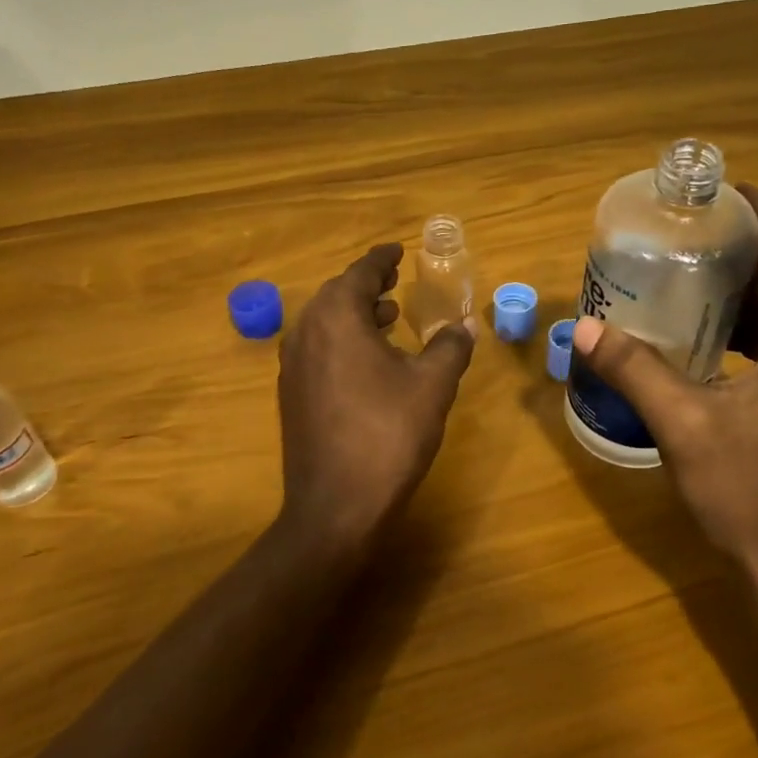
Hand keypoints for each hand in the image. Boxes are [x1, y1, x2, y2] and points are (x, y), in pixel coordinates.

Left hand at [277, 242, 477, 549]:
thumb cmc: (388, 435)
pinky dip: (343, 340)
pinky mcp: (291, 395)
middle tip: (395, 280)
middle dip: (367, 284)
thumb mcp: (432, 385)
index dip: (381, 258)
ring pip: (324, 323)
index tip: (398, 250)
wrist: (336, 506)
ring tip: (387, 316)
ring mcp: (292, 366)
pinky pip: (317, 349)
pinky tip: (369, 360)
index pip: (359, 273)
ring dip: (355, 314)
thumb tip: (465, 324)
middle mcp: (305, 333)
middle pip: (336, 294)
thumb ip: (451, 346)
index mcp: (336, 318)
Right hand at [571, 184, 757, 608]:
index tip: (722, 188)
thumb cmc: (748, 492)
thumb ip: (635, 369)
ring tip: (690, 262)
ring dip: (744, 284)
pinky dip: (743, 323)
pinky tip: (700, 326)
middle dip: (746, 245)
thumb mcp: (684, 424)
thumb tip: (584, 328)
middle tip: (691, 223)